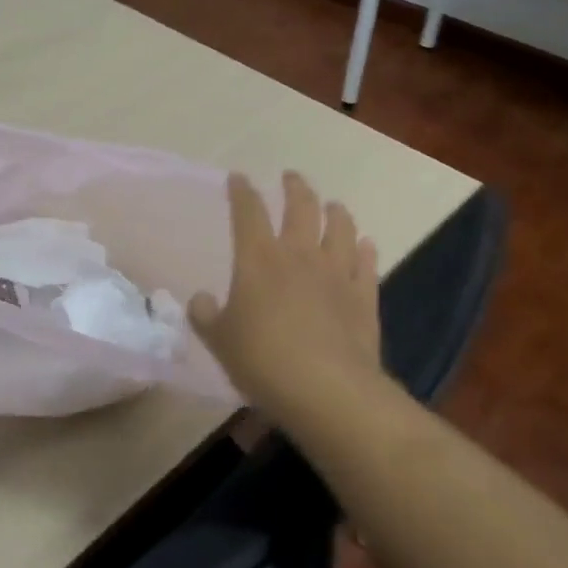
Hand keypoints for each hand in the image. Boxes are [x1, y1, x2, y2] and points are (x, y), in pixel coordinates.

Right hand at [187, 171, 383, 425]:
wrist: (328, 390)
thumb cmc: (264, 361)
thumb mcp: (220, 341)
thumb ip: (206, 316)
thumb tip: (200, 300)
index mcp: (258, 259)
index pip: (247, 212)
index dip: (242, 192)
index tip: (238, 178)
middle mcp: (299, 255)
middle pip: (300, 207)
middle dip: (294, 188)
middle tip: (291, 177)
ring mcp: (337, 273)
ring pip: (340, 228)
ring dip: (335, 212)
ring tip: (333, 205)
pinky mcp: (364, 297)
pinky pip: (367, 264)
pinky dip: (366, 249)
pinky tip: (366, 244)